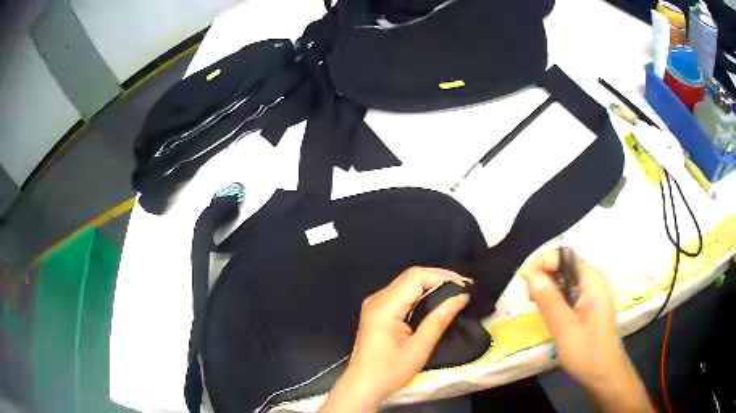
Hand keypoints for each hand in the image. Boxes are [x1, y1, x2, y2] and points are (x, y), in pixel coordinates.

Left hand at [321, 267, 470, 412]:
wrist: (363, 386)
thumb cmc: (390, 371)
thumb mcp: (419, 348)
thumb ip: (439, 320)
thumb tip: (461, 296)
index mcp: (385, 306)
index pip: (415, 277)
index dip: (442, 276)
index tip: (465, 287)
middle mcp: (377, 298)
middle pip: (410, 277)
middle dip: (439, 279)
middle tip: (463, 289)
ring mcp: (375, 304)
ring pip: (407, 284)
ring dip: (431, 285)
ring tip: (455, 294)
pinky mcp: (378, 312)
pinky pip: (402, 294)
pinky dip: (421, 294)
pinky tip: (436, 302)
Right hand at [521, 249, 653, 411]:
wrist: (605, 372)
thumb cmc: (586, 351)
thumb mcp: (564, 327)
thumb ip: (548, 300)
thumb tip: (529, 274)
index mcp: (592, 281)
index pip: (565, 256)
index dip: (543, 262)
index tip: (524, 281)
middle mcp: (595, 280)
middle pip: (566, 265)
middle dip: (544, 275)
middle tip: (528, 298)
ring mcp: (594, 292)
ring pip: (567, 278)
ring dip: (549, 287)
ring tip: (536, 306)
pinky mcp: (591, 303)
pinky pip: (571, 290)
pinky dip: (557, 296)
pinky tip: (550, 312)